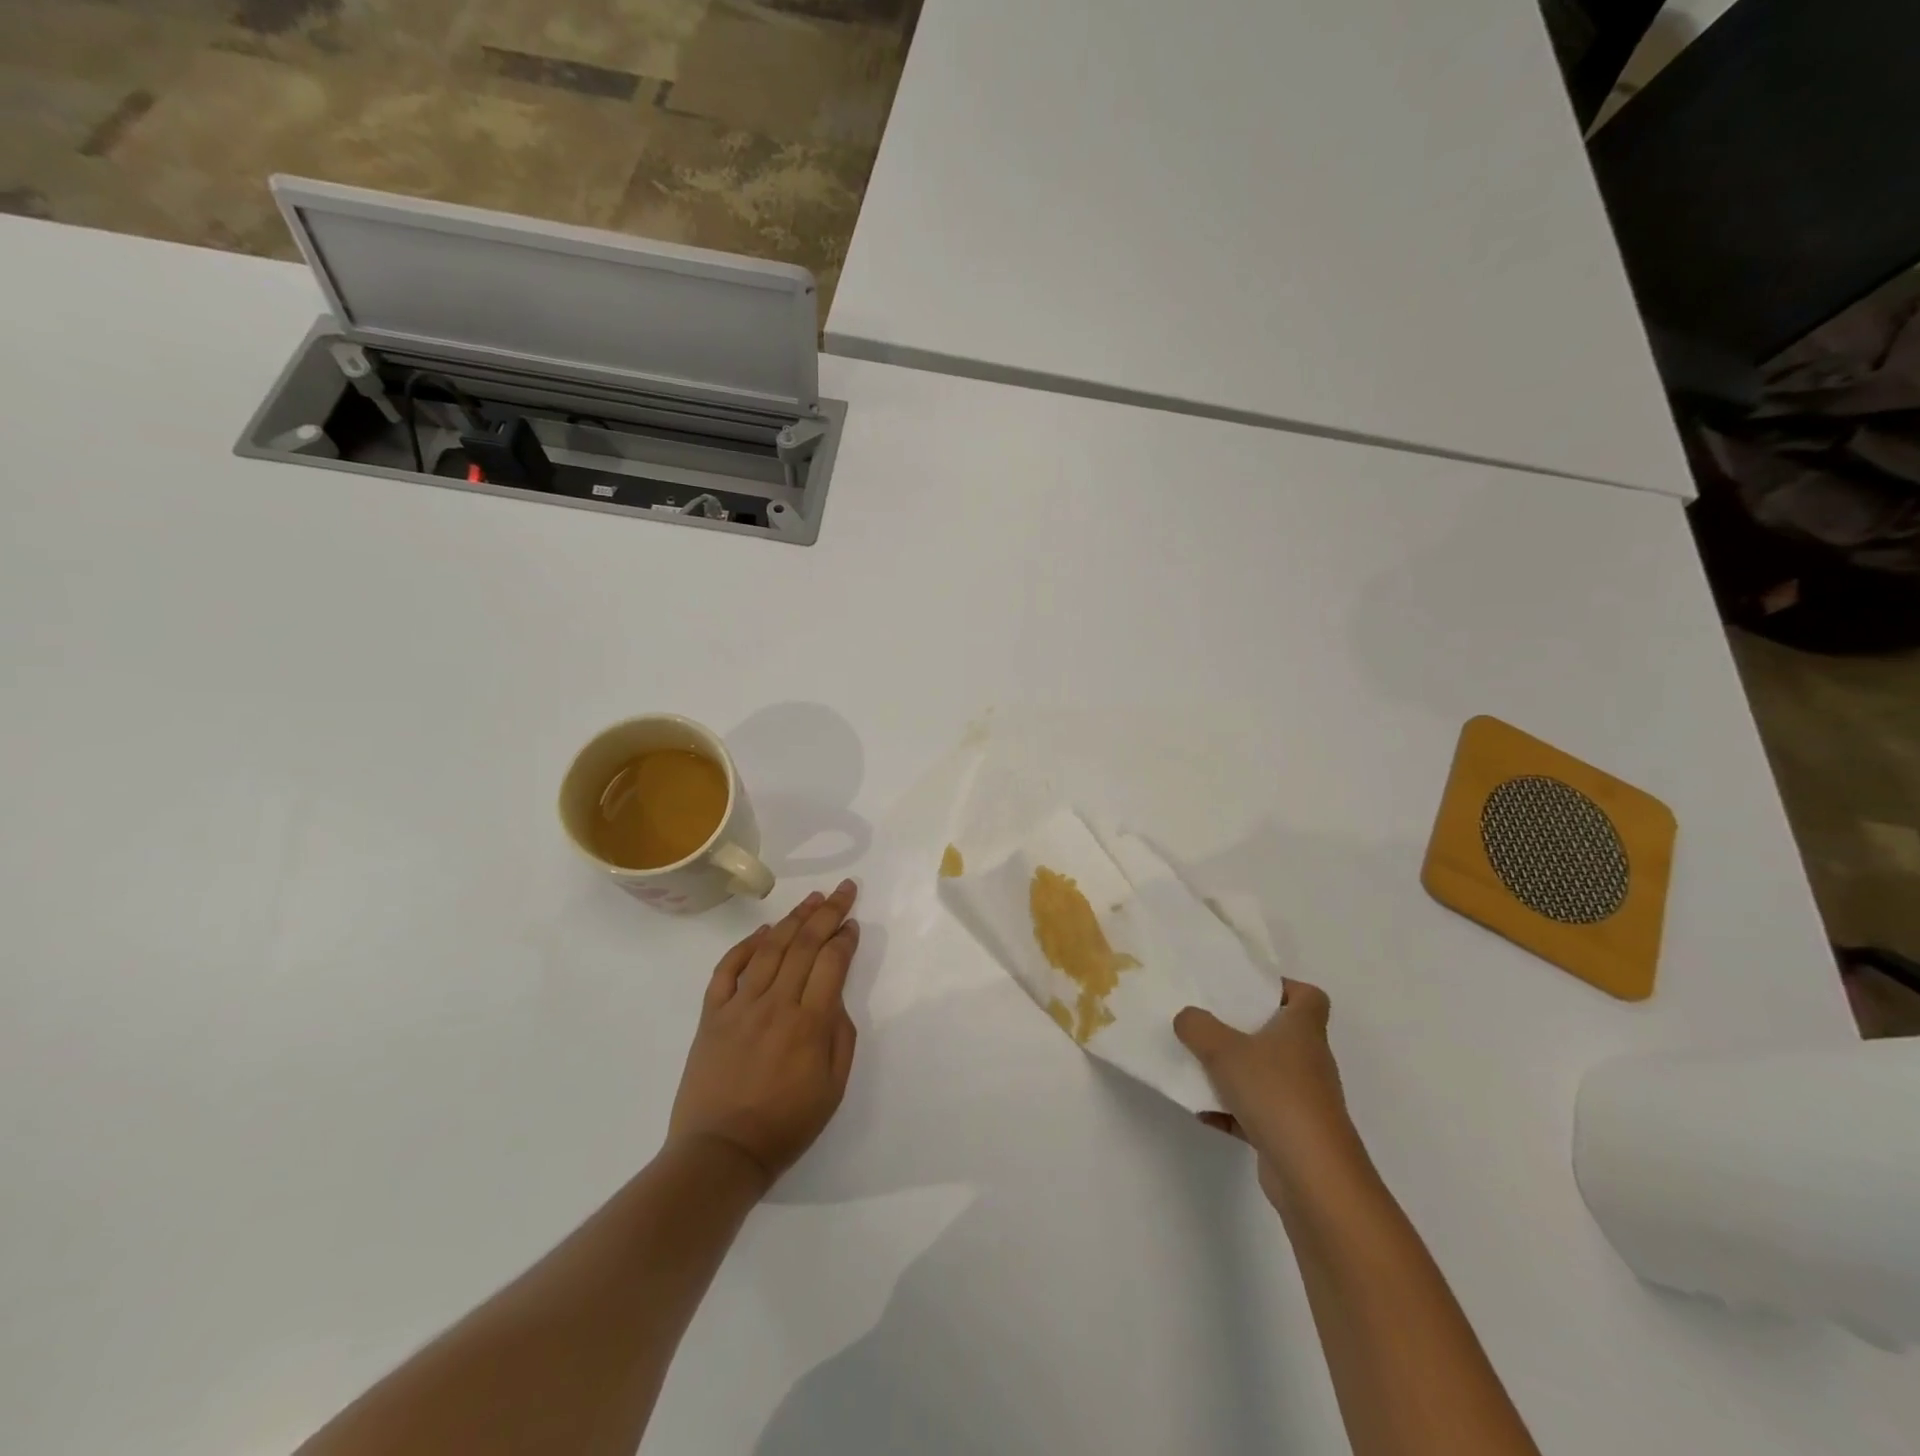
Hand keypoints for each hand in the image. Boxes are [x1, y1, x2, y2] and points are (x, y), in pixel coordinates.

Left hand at [668, 881, 860, 1193]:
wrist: (720, 1152)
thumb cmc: (785, 1125)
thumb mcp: (833, 1088)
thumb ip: (840, 1036)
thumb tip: (834, 998)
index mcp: (809, 1023)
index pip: (831, 963)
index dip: (845, 938)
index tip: (853, 923)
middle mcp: (776, 1004)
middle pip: (804, 945)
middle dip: (827, 913)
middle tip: (842, 889)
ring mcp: (740, 1006)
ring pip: (769, 949)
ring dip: (792, 919)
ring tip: (811, 899)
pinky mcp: (712, 1015)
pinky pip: (728, 970)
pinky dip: (745, 946)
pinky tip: (763, 932)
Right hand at [1173, 979, 1362, 1207]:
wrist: (1313, 1175)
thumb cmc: (1275, 1094)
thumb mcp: (1223, 1049)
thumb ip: (1198, 1027)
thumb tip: (1187, 1017)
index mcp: (1303, 1030)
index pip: (1308, 997)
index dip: (1282, 988)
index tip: (1247, 990)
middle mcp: (1308, 1060)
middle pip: (1281, 1034)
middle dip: (1245, 1028)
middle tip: (1209, 1021)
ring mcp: (1302, 1099)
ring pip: (1266, 1074)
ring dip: (1234, 1072)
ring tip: (1197, 1065)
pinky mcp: (1291, 1133)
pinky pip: (1256, 1112)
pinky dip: (1231, 1111)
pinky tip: (1202, 1111)